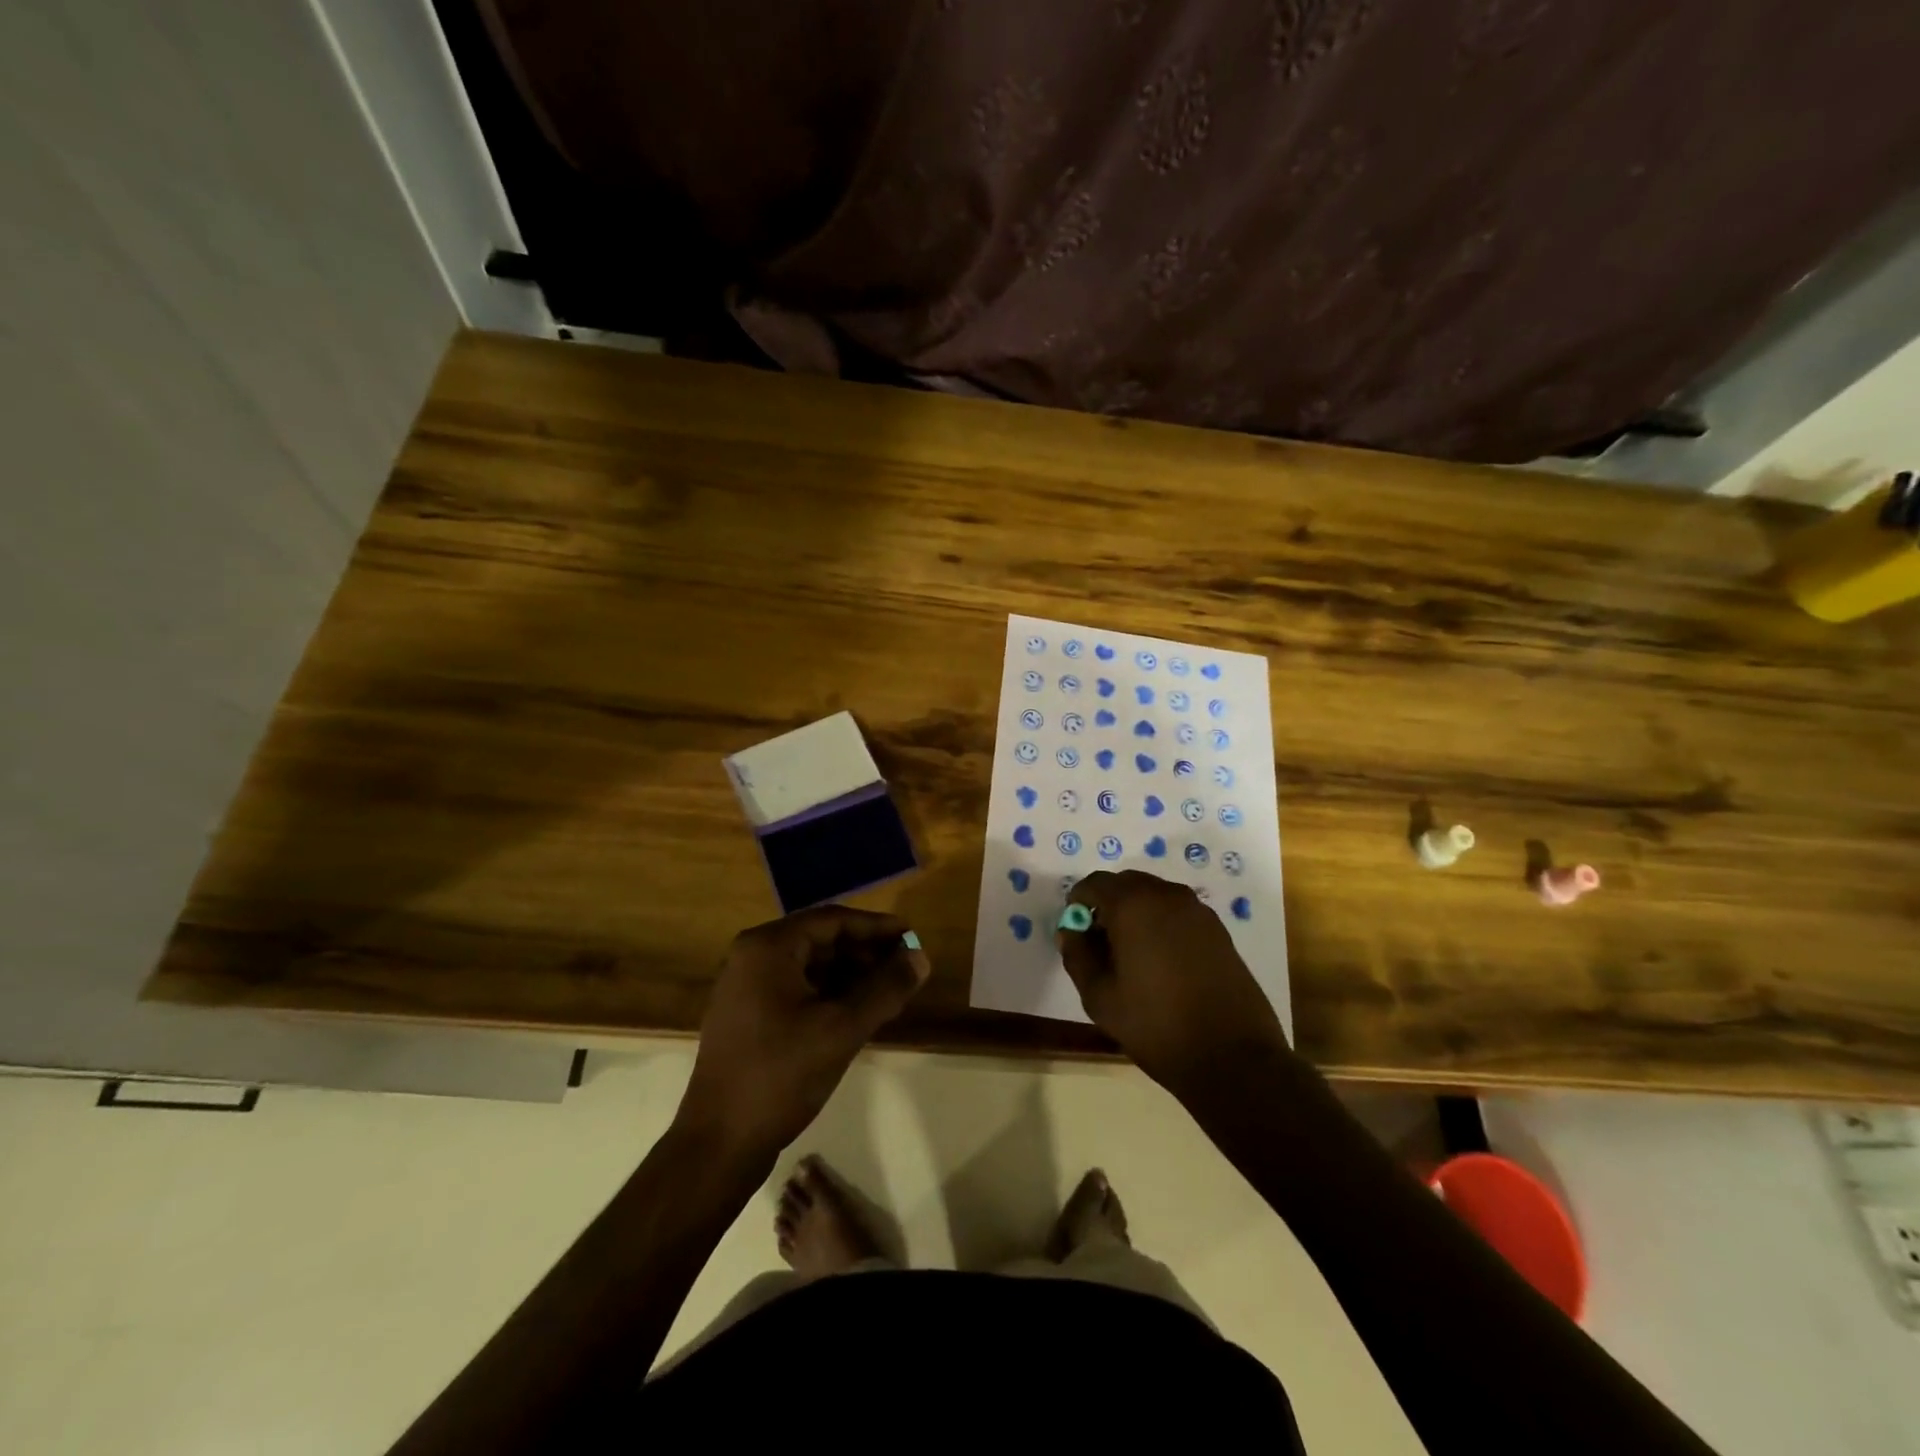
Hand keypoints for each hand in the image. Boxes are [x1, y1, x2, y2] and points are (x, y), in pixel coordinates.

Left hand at [679, 905, 929, 1160]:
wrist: (718, 1144)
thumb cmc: (781, 1076)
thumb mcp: (842, 1029)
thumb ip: (886, 989)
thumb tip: (921, 957)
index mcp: (768, 947)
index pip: (833, 920)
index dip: (876, 927)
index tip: (912, 937)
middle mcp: (752, 956)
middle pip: (820, 940)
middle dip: (865, 952)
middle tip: (905, 967)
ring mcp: (745, 986)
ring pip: (810, 966)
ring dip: (850, 975)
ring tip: (888, 992)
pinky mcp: (747, 1015)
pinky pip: (796, 988)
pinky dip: (829, 994)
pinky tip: (857, 1013)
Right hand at [1058, 870, 1288, 1092]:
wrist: (1233, 1057)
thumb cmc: (1156, 1025)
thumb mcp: (1100, 997)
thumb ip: (1078, 956)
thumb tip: (1071, 931)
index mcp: (1133, 905)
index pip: (1094, 884)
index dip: (1078, 903)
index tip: (1075, 931)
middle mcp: (1167, 896)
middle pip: (1126, 884)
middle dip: (1107, 905)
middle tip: (1100, 943)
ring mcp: (1198, 911)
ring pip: (1154, 896)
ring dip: (1135, 913)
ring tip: (1131, 955)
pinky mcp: (1218, 930)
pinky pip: (1177, 912)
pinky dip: (1161, 923)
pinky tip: (1161, 962)